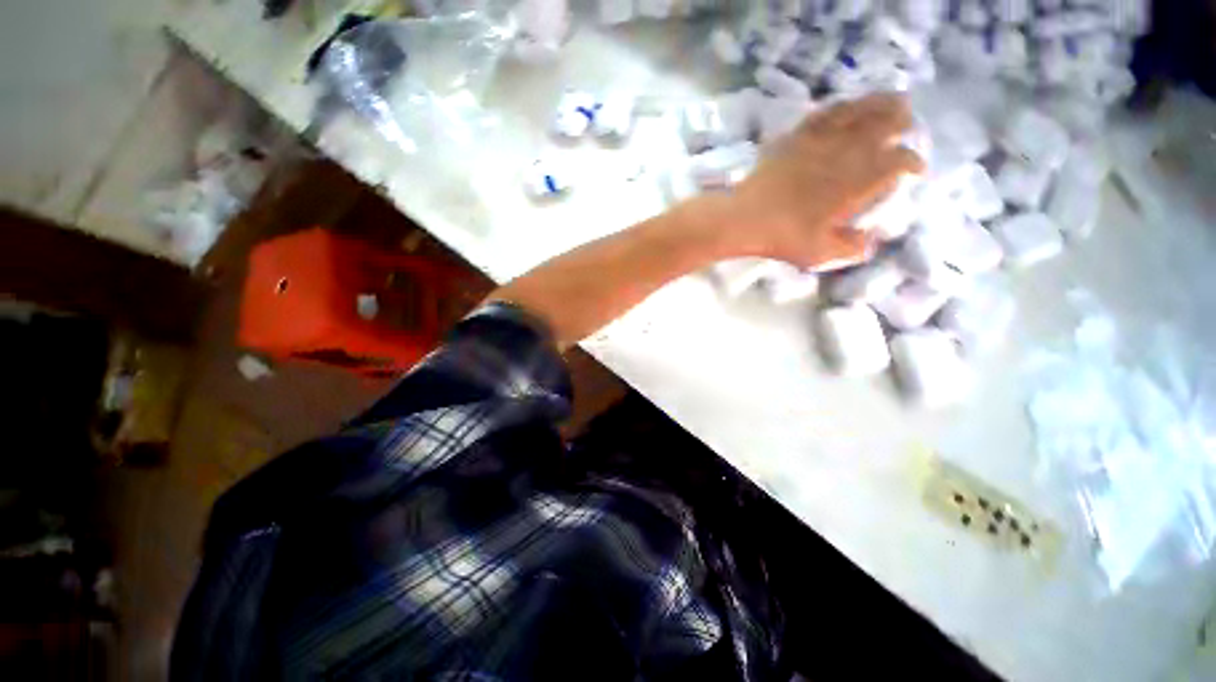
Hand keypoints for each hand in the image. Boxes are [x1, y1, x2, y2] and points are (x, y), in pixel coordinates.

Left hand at [726, 93, 923, 268]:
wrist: (743, 219)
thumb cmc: (782, 238)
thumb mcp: (820, 254)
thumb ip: (851, 248)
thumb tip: (869, 241)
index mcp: (857, 182)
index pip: (898, 162)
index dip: (913, 163)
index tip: (916, 170)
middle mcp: (845, 154)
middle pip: (886, 124)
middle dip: (904, 123)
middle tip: (908, 127)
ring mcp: (819, 141)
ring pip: (859, 110)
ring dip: (880, 104)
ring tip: (893, 103)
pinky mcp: (794, 138)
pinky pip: (824, 113)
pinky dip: (842, 106)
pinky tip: (847, 106)